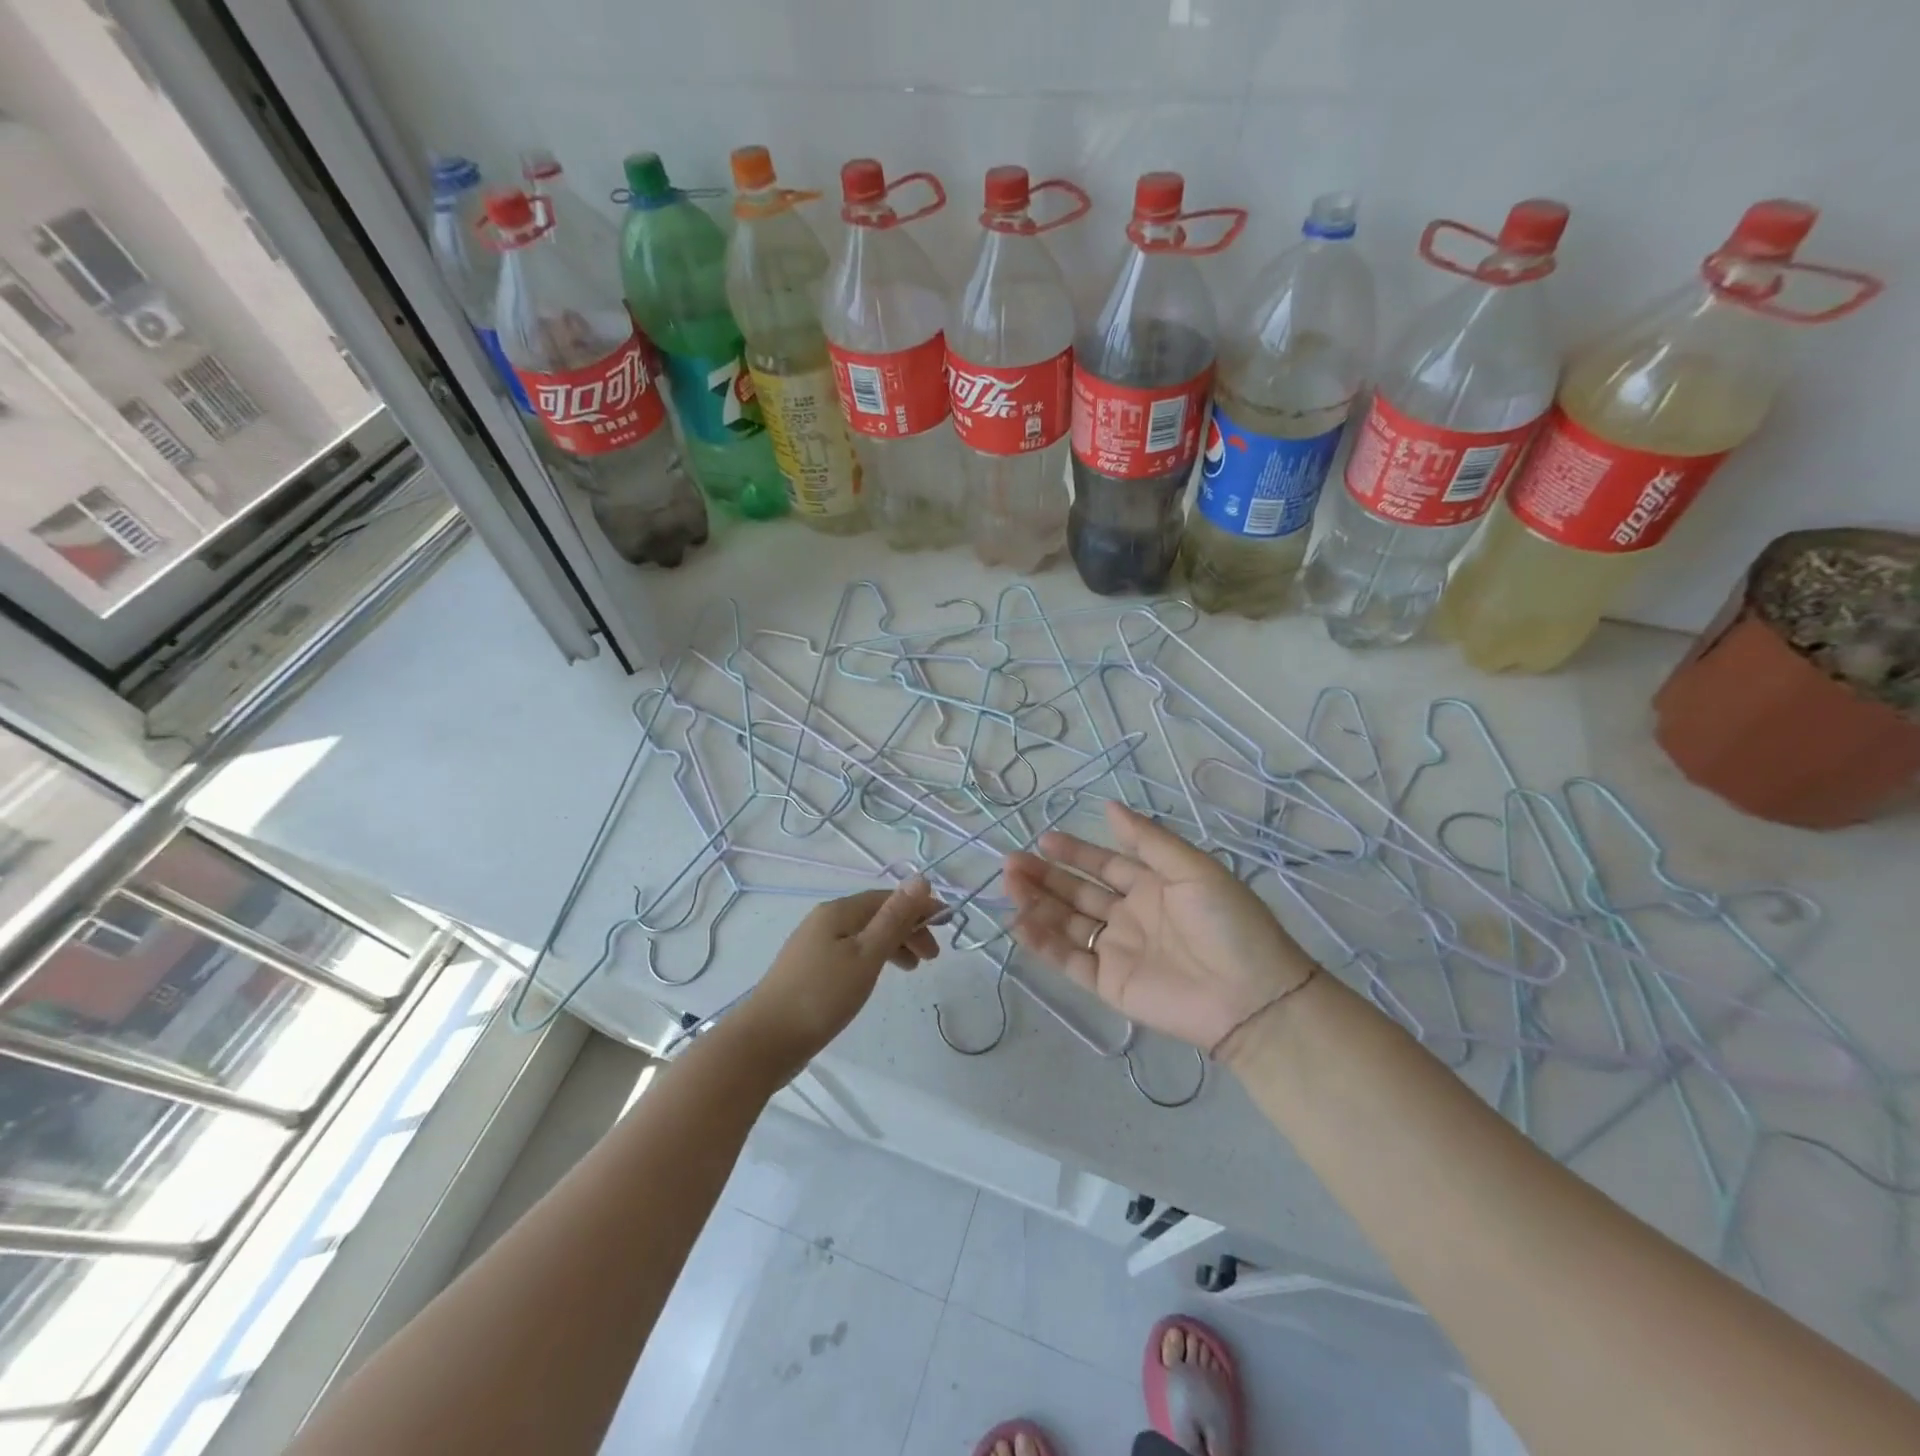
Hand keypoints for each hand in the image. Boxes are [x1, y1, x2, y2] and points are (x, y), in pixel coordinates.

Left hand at [734, 878, 941, 1079]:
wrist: (765, 1041)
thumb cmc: (822, 996)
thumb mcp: (866, 955)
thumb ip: (894, 918)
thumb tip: (921, 878)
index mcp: (838, 911)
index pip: (887, 898)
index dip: (918, 907)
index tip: (946, 925)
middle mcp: (824, 920)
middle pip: (875, 915)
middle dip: (908, 929)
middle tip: (932, 957)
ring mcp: (812, 946)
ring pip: (863, 936)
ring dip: (892, 946)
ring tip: (913, 970)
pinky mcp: (807, 970)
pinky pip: (850, 953)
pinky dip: (872, 960)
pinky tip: (875, 978)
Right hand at [1004, 802, 1315, 1053]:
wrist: (1251, 997)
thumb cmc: (1227, 923)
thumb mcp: (1193, 868)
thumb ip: (1148, 840)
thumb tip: (1109, 806)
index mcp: (1152, 886)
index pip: (1103, 865)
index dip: (1074, 851)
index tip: (1043, 839)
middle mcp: (1129, 915)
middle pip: (1077, 892)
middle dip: (1045, 876)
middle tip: (1011, 863)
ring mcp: (1117, 951)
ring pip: (1067, 923)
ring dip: (1037, 904)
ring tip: (1009, 885)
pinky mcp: (1109, 985)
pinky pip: (1069, 961)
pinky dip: (1043, 943)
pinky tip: (1018, 923)